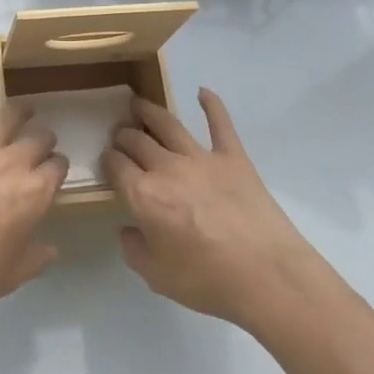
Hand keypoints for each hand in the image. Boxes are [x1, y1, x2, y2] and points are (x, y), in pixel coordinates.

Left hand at [0, 96, 67, 324]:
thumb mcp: (12, 276)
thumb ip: (36, 258)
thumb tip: (50, 248)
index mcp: (34, 193)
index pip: (58, 168)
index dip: (58, 168)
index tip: (53, 172)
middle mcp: (12, 162)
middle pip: (39, 138)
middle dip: (44, 140)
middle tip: (39, 145)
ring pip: (8, 116)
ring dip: (19, 112)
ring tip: (22, 111)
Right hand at [102, 88, 323, 328]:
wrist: (266, 276)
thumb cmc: (207, 280)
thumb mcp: (155, 276)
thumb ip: (133, 248)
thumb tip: (128, 228)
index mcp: (143, 195)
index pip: (115, 165)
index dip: (107, 159)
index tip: (106, 160)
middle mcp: (166, 168)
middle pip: (137, 141)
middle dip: (123, 135)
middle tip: (120, 134)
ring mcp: (202, 158)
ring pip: (168, 124)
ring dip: (149, 111)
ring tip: (138, 103)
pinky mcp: (234, 158)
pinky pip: (220, 124)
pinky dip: (212, 104)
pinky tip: (203, 92)